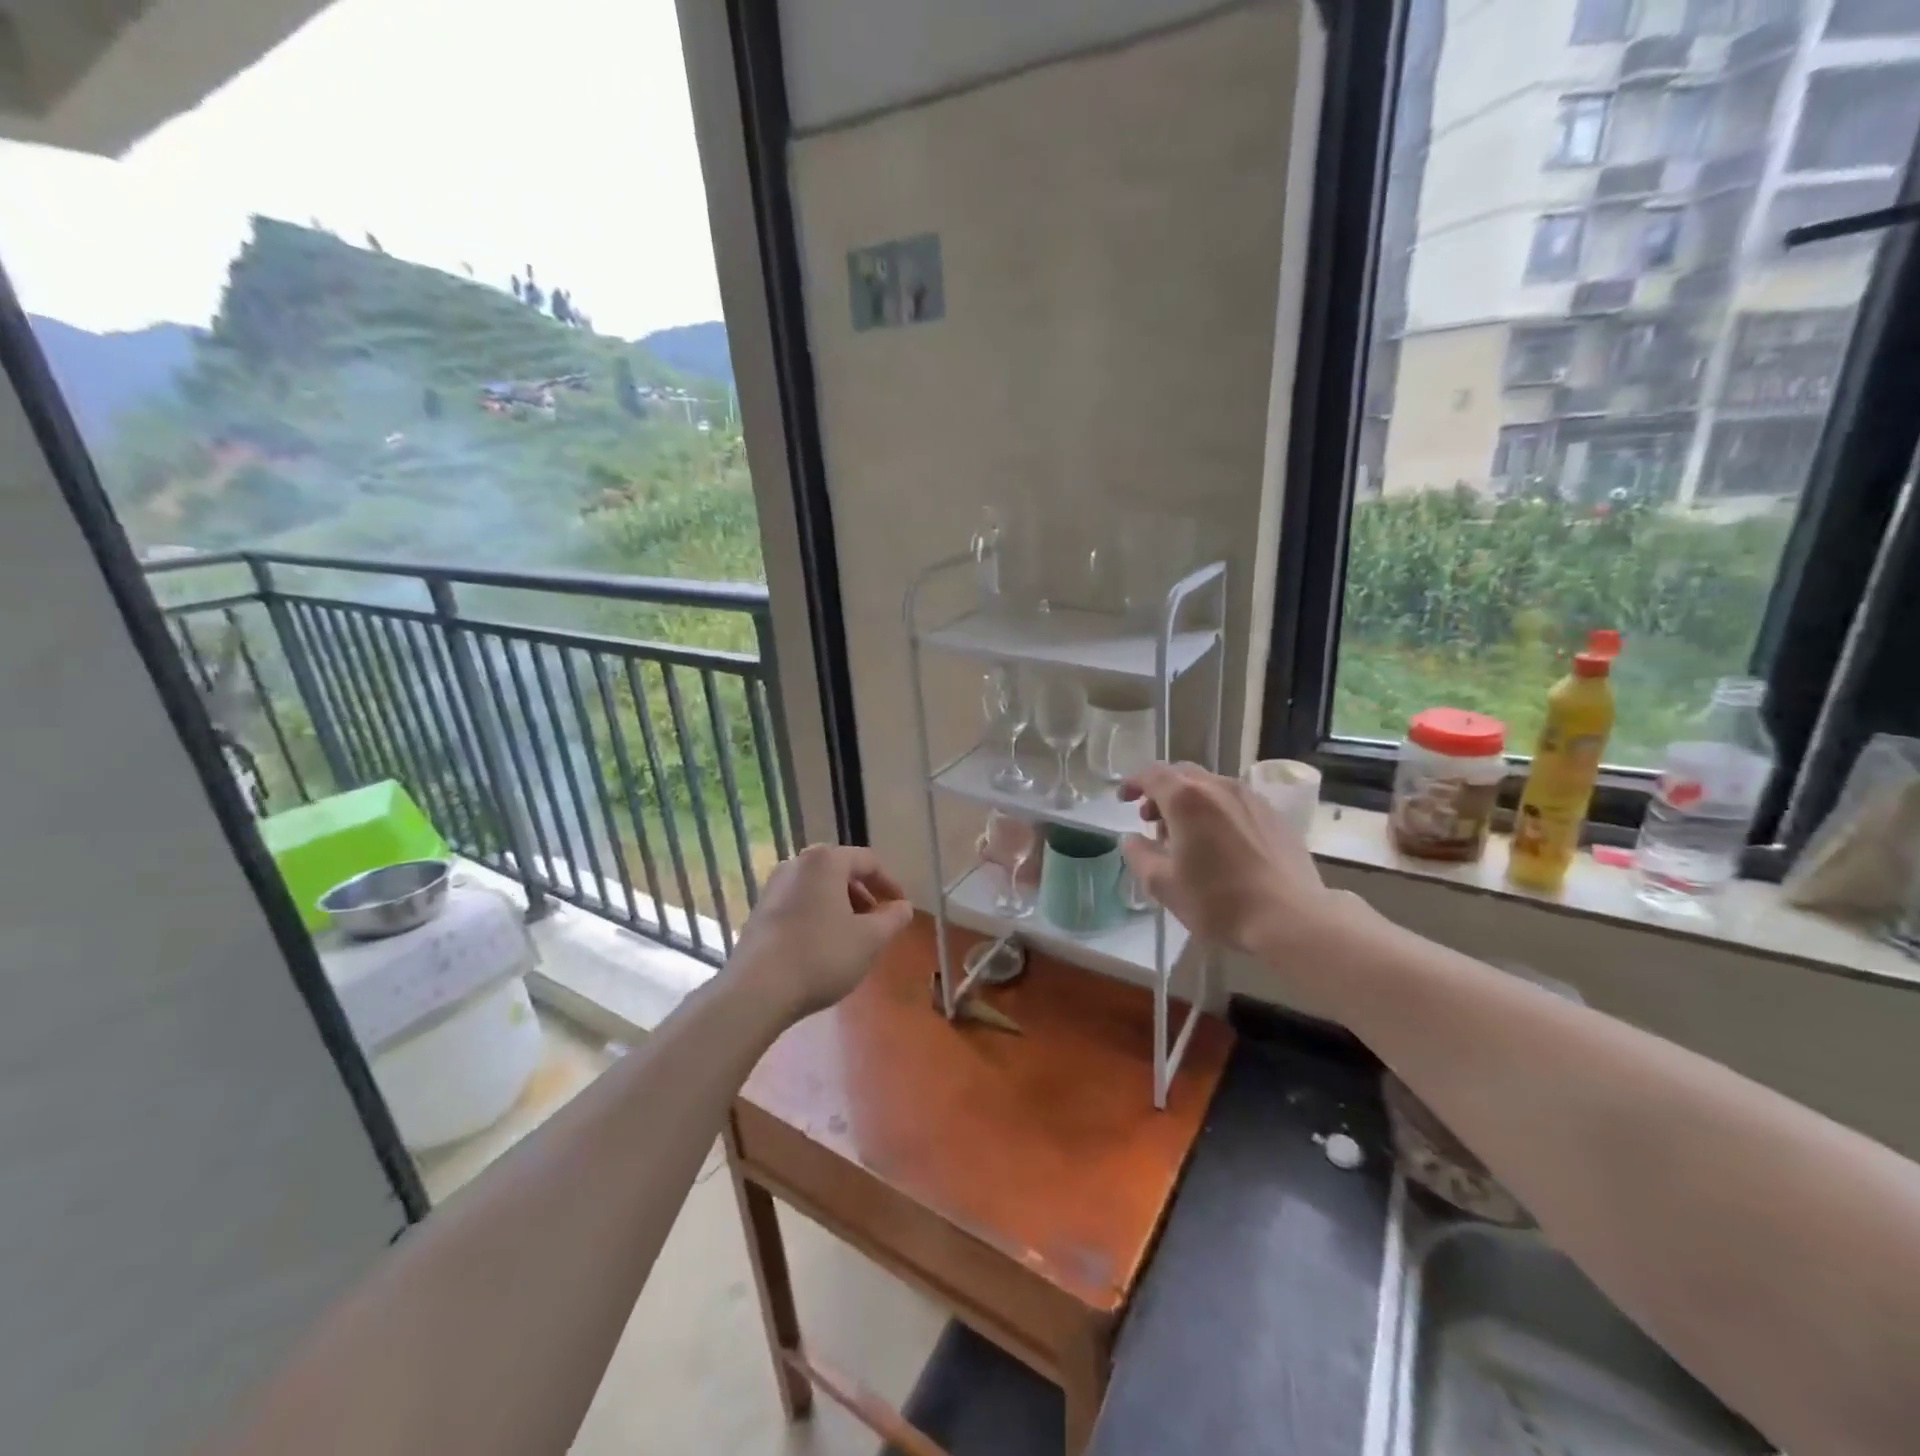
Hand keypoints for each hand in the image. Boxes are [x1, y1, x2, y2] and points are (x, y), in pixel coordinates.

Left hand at [728, 844, 914, 1021]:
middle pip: (840, 871)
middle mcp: (797, 864)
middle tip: (878, 921)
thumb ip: (893, 919)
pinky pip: (799, 903)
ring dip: (840, 906)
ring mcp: (773, 887)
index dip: (889, 883)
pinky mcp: (760, 911)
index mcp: (825, 861)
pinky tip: (823, 946)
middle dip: (863, 894)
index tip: (900, 907)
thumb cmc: (822, 955)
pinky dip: (818, 915)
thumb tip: (904, 906)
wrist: (757, 990)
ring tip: (853, 936)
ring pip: (818, 888)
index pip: (867, 861)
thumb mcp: (870, 940)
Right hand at [1119, 762, 1353, 958]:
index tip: (1123, 799)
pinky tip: (1219, 843)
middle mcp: (1219, 787)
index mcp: (1187, 799)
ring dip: (1189, 802)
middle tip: (1151, 819)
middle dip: (1161, 792)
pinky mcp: (1274, 815)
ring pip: (1210, 786)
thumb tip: (1132, 839)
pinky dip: (1215, 811)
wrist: (1291, 918)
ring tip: (1185, 836)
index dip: (1133, 783)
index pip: (1152, 775)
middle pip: (1182, 775)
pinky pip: (1234, 801)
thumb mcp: (1163, 885)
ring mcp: (1251, 798)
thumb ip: (1139, 855)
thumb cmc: (1218, 901)